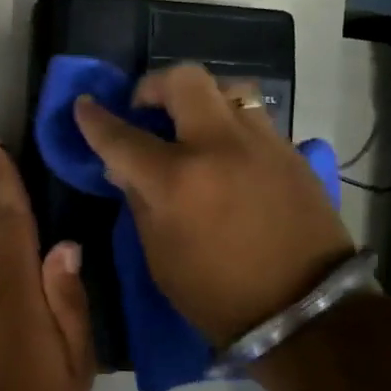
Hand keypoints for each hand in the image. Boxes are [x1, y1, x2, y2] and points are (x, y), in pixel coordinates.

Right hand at [72, 65, 355, 345]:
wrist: (306, 311)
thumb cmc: (218, 295)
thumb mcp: (160, 256)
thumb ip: (139, 201)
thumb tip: (124, 169)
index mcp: (176, 180)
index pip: (122, 136)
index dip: (95, 119)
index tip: (84, 106)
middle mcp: (218, 146)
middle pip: (183, 79)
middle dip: (154, 85)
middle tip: (146, 109)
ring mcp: (261, 143)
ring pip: (226, 89)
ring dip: (200, 99)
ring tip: (192, 126)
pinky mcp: (291, 152)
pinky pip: (253, 118)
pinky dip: (230, 125)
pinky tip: (226, 153)